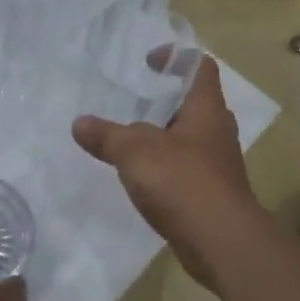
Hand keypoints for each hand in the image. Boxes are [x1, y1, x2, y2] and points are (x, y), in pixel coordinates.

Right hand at [71, 57, 267, 289]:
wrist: (220, 242)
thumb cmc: (182, 182)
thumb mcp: (135, 151)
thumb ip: (107, 135)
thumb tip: (79, 123)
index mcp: (206, 109)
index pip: (199, 67)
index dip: (175, 57)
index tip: (147, 63)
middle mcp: (216, 131)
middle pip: (194, 103)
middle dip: (164, 100)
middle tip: (132, 102)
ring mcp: (216, 164)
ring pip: (188, 138)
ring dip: (162, 136)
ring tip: (128, 140)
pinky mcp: (210, 193)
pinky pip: (185, 168)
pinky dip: (164, 166)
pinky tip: (140, 177)